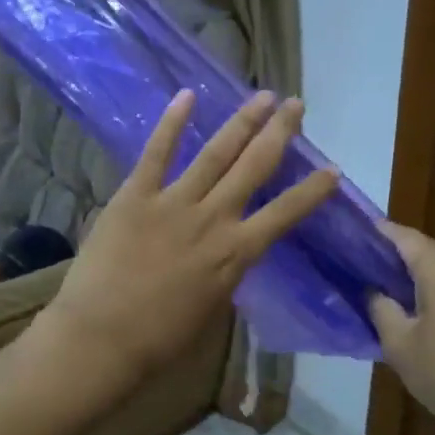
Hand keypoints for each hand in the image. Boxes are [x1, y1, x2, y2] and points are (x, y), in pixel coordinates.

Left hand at [41, 90, 338, 379]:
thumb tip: (230, 255)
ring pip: (215, 154)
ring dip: (242, 122)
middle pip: (254, 168)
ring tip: (263, 95)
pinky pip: (156, 153)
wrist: (101, 337)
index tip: (332, 168)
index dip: (312, 190)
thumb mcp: (209, 310)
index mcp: (235, 254)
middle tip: (296, 105)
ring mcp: (173, 203)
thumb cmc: (158, 339)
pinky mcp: (135, 196)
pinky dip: (171, 123)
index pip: (285, 214)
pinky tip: (187, 95)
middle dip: (279, 133)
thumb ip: (224, 275)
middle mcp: (213, 219)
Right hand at [368, 223, 434, 434]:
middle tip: (372, 282)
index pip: (402, 236)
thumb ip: (382, 311)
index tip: (353, 240)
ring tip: (407, 310)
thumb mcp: (401, 347)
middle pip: (432, 255)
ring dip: (431, 287)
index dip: (375, 235)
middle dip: (402, 265)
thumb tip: (374, 292)